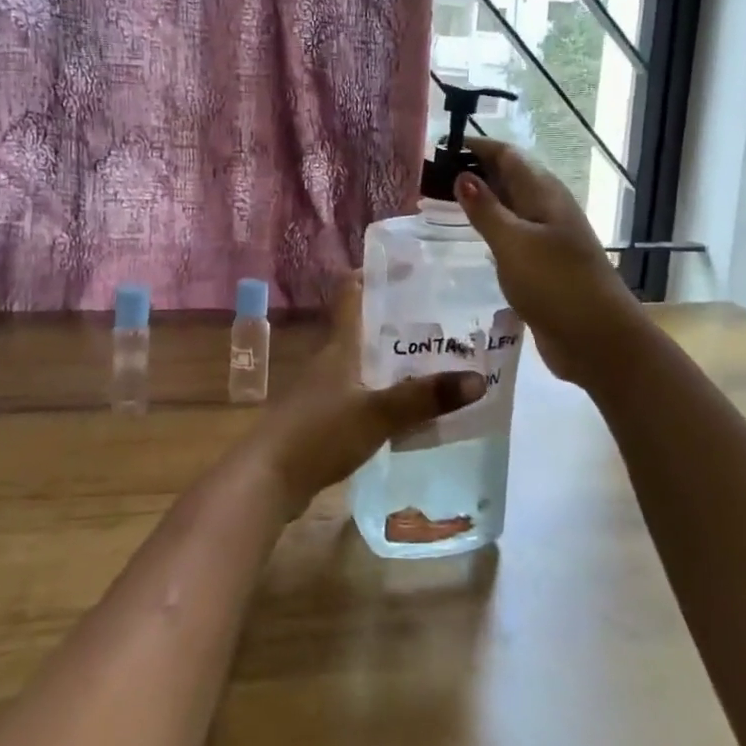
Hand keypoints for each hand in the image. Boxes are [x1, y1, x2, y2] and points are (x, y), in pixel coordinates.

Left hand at [241, 273, 484, 518]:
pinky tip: (405, 407)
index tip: (409, 265)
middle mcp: (329, 360)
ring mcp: (322, 390)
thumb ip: (424, 398)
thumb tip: (478, 379)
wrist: (267, 480)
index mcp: (338, 345)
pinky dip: (382, 392)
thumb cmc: (318, 434)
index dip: (375, 273)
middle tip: (441, 317)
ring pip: (362, 361)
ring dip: (391, 358)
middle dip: (397, 320)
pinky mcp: (321, 419)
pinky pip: (359, 393)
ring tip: (432, 359)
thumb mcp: (377, 414)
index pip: (351, 292)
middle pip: (363, 327)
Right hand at [454, 138, 645, 387]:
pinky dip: (491, 231)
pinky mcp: (544, 266)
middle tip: (431, 178)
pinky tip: (472, 242)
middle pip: (509, 178)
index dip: (476, 147)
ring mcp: (548, 239)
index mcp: (544, 193)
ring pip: (510, 208)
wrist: (598, 339)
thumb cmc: (555, 284)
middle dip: (475, 172)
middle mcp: (547, 209)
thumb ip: (486, 210)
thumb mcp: (513, 243)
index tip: (440, 148)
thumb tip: (462, 175)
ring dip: (482, 203)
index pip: (507, 155)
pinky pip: (513, 237)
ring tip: (442, 205)